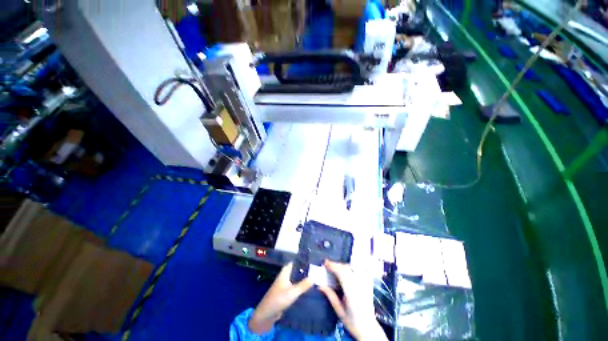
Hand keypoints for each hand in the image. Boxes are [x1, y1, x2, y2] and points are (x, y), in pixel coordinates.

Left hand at [249, 263, 313, 333]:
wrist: (266, 314)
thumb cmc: (279, 299)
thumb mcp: (293, 292)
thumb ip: (304, 284)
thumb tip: (315, 276)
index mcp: (285, 272)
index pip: (295, 262)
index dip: (303, 261)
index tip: (313, 261)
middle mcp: (285, 276)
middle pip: (296, 271)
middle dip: (305, 271)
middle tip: (317, 271)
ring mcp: (285, 284)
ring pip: (296, 279)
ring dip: (303, 279)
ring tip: (315, 279)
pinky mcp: (285, 293)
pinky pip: (295, 287)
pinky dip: (300, 287)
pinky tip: (308, 289)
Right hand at [318, 260, 387, 340]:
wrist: (369, 328)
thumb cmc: (352, 322)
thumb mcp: (339, 311)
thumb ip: (330, 296)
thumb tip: (320, 285)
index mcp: (351, 293)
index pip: (342, 273)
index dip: (333, 266)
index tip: (325, 263)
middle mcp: (359, 285)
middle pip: (347, 268)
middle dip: (336, 265)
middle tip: (328, 265)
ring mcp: (365, 284)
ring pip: (353, 268)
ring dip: (343, 266)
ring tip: (336, 268)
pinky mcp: (368, 284)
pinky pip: (360, 270)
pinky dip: (352, 268)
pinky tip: (347, 270)